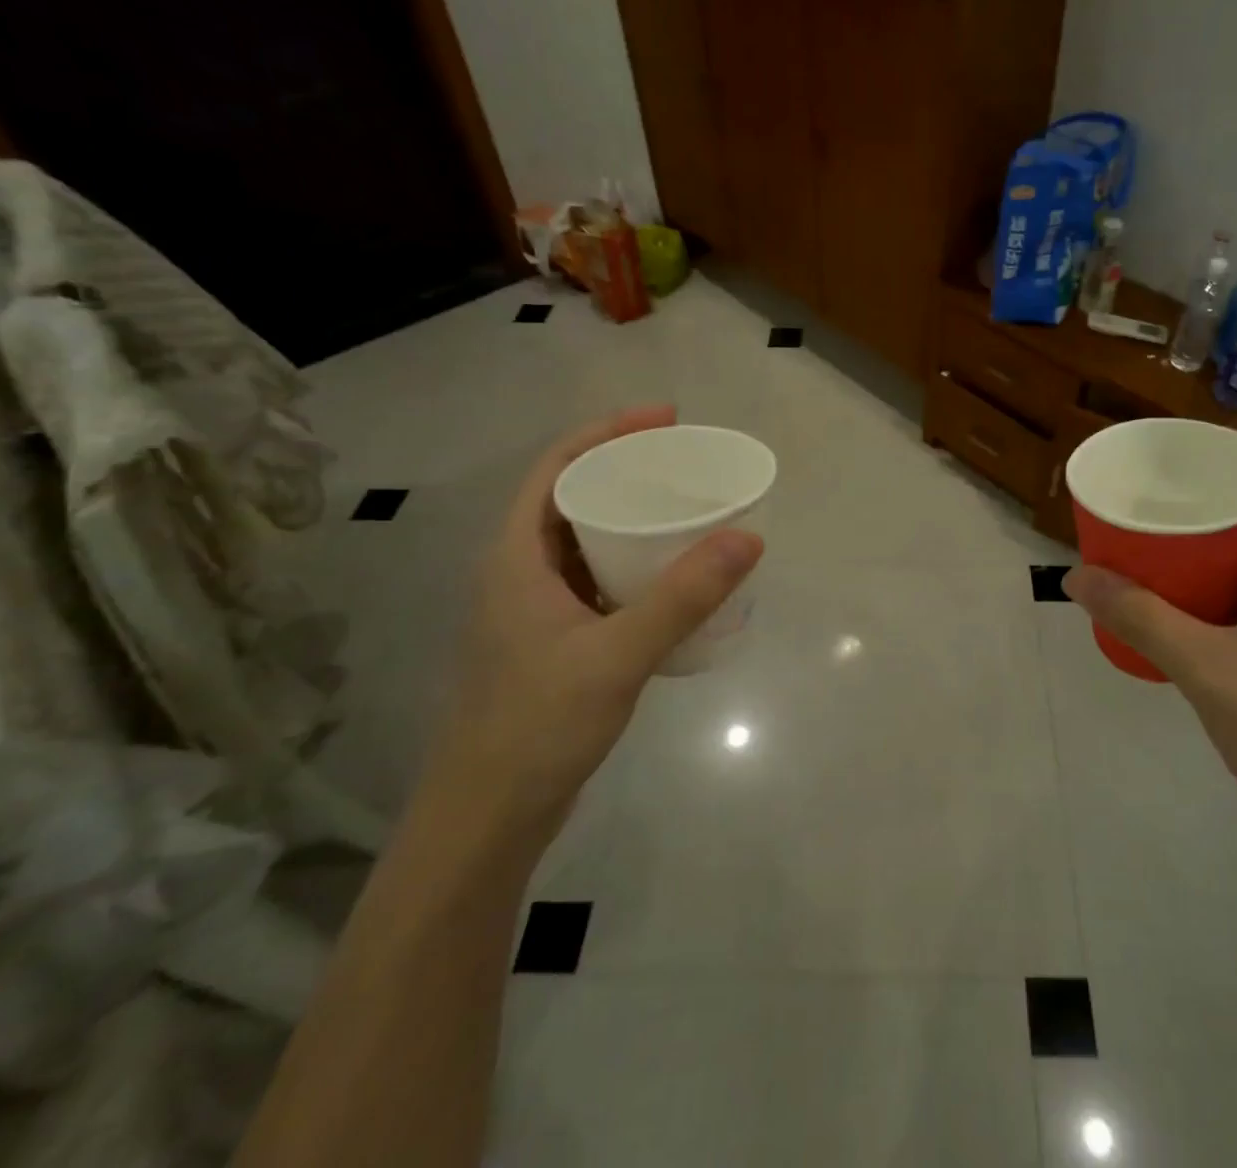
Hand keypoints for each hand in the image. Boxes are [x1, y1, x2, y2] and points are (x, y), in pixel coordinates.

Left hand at [433, 406, 763, 836]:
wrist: (488, 817)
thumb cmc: (538, 725)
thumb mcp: (618, 654)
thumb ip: (683, 596)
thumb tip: (748, 536)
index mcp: (516, 557)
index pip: (557, 467)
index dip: (607, 432)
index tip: (665, 420)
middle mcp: (520, 571)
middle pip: (571, 496)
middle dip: (625, 469)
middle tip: (685, 462)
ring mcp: (535, 609)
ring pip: (584, 541)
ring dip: (629, 517)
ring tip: (684, 508)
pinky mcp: (553, 640)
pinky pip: (596, 579)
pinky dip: (632, 563)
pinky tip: (671, 577)